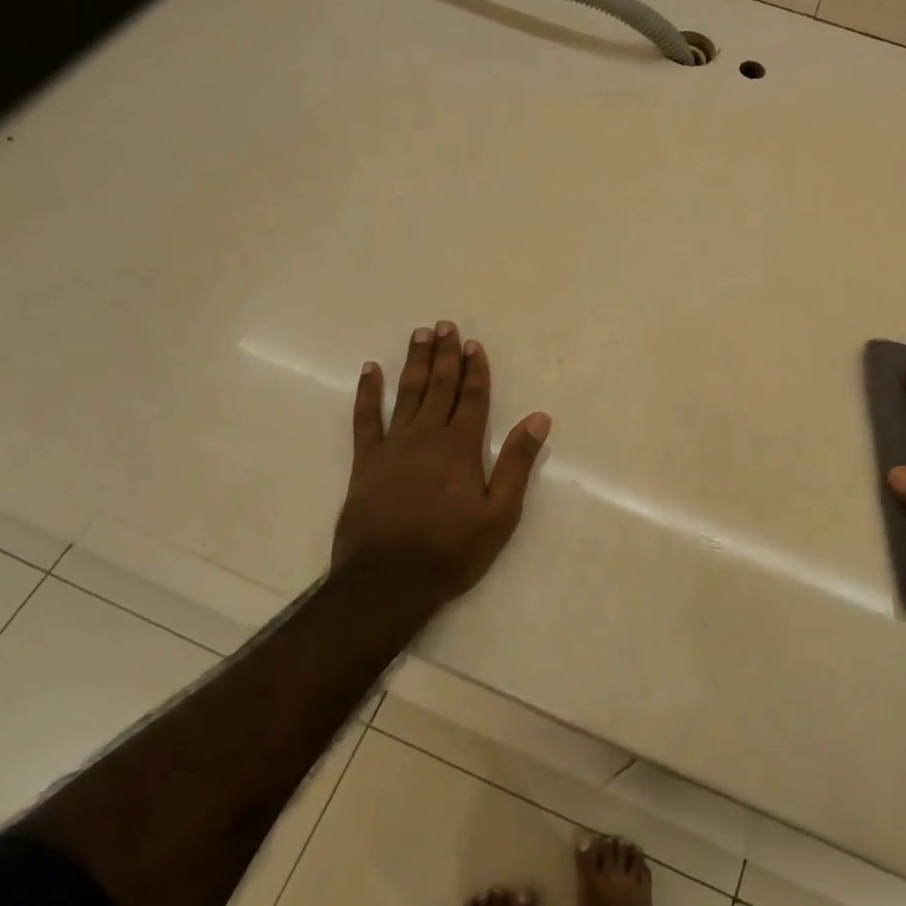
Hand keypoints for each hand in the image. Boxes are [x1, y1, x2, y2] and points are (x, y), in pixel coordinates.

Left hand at [332, 322, 551, 605]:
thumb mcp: (500, 513)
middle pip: (439, 386)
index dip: (475, 370)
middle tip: (446, 325)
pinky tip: (370, 371)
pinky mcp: (366, 461)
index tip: (474, 345)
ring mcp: (393, 446)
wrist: (388, 580)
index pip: (472, 398)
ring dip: (414, 362)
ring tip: (419, 335)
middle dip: (445, 355)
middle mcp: (427, 436)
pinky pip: (365, 418)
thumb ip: (517, 462)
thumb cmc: (451, 550)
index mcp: (461, 447)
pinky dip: (368, 393)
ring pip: (407, 393)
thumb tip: (539, 419)